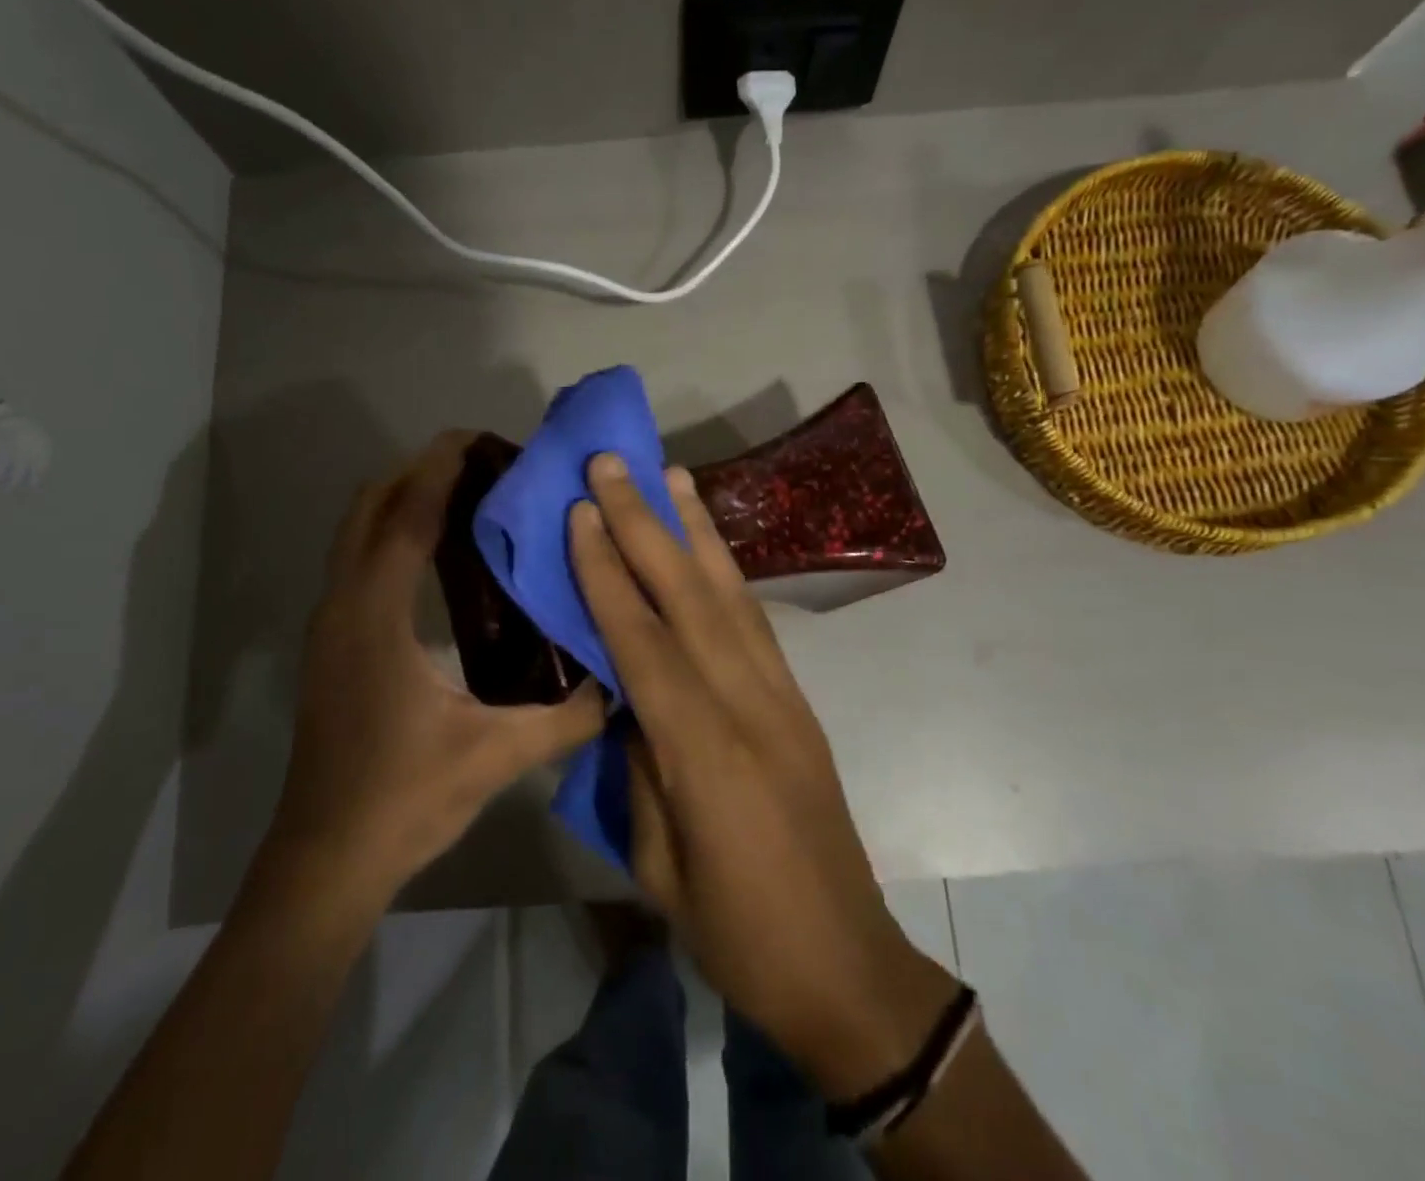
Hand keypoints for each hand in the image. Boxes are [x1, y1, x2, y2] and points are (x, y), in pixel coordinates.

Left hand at [266, 432, 605, 906]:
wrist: (326, 860)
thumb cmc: (404, 799)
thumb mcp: (495, 756)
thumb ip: (566, 719)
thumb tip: (622, 686)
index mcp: (376, 615)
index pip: (405, 515)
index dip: (440, 467)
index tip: (482, 437)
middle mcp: (343, 605)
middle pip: (370, 505)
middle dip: (420, 471)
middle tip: (484, 466)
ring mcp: (330, 624)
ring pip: (357, 531)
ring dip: (403, 499)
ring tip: (468, 497)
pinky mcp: (332, 644)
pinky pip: (359, 560)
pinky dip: (393, 533)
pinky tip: (440, 557)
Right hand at [569, 453, 959, 1100]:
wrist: (845, 961)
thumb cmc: (736, 931)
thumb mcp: (658, 863)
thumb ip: (638, 765)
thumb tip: (623, 694)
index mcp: (703, 751)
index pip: (642, 640)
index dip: (607, 572)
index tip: (580, 513)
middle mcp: (747, 702)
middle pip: (688, 595)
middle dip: (645, 522)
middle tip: (613, 463)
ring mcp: (781, 694)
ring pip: (730, 593)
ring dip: (696, 528)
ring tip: (671, 473)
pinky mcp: (797, 698)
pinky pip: (754, 619)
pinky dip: (727, 570)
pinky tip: (708, 542)